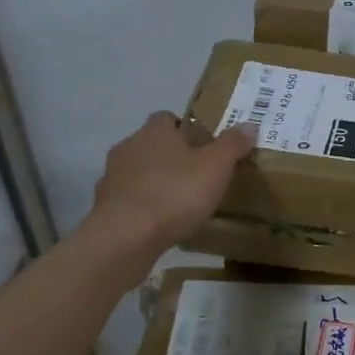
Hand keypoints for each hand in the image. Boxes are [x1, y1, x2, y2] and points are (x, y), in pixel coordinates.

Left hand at [89, 112, 255, 259]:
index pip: (167, 118)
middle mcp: (129, 146)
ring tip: (177, 201)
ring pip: (137, 171)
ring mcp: (112, 176)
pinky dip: (141, 205)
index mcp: (155, 132)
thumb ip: (232, 145)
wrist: (126, 236)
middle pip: (151, 144)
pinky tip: (158, 221)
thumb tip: (249, 125)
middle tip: (195, 174)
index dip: (185, 128)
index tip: (203, 145)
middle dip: (170, 155)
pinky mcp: (105, 205)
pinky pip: (128, 198)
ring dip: (154, 180)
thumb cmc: (175, 193)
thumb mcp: (215, 167)